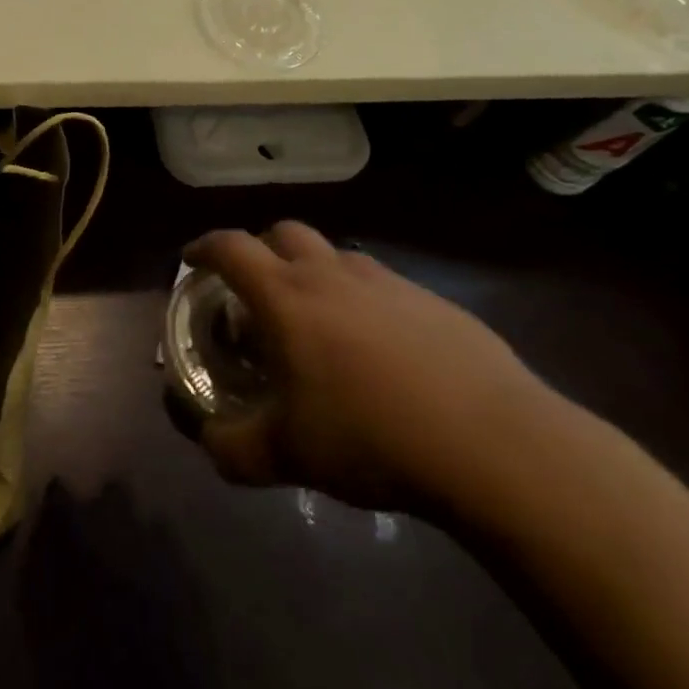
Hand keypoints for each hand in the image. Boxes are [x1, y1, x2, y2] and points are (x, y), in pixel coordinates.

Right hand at [184, 222, 555, 512]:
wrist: (496, 446)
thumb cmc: (372, 438)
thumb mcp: (288, 456)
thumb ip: (234, 449)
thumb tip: (209, 444)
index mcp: (287, 296)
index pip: (230, 247)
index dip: (204, 248)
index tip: (193, 260)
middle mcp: (333, 274)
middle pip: (284, 232)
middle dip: (262, 249)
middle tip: (258, 289)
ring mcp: (389, 283)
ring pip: (338, 256)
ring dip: (317, 273)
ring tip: (321, 323)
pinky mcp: (436, 303)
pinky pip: (384, 287)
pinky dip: (366, 302)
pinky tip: (384, 353)